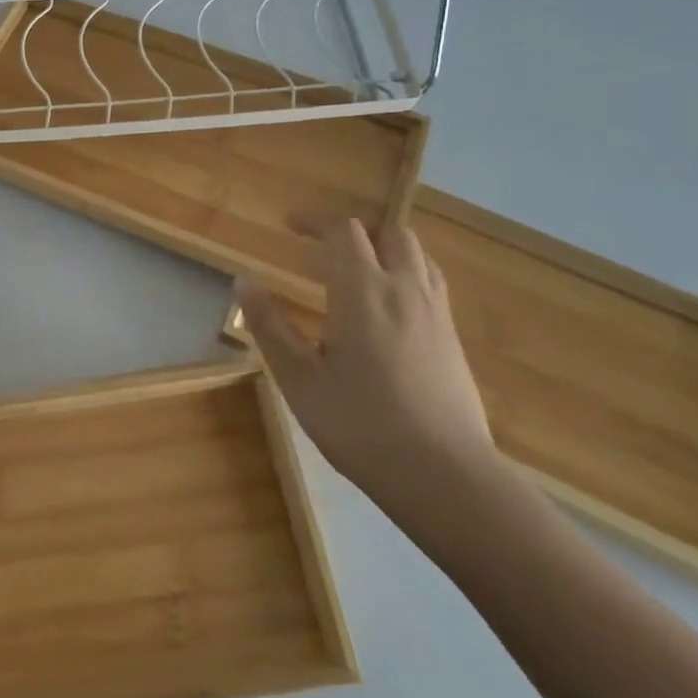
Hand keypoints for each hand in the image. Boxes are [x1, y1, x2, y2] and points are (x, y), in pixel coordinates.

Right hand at [240, 215, 496, 513]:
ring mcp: (436, 314)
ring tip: (358, 267)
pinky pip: (431, 283)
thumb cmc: (360, 424)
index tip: (290, 225)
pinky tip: (389, 306)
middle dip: (355, 230)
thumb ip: (270, 325)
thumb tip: (244, 281)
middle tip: (324, 245)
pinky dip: (406, 272)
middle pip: (390, 233)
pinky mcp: (453, 339)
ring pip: (417, 255)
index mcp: (363, 291)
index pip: (344, 231)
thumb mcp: (299, 378)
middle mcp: (404, 290)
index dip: (315, 221)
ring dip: (386, 247)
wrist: (445, 477)